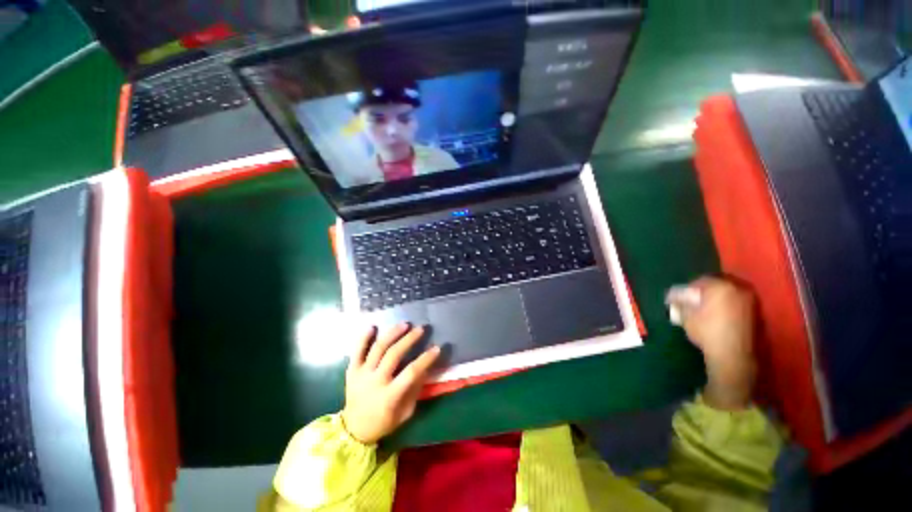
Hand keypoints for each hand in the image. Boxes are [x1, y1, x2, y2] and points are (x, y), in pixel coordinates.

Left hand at [341, 324, 440, 443]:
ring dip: (392, 334)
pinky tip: (373, 326)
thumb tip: (425, 367)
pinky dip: (363, 338)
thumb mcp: (405, 412)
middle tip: (420, 329)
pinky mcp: (351, 371)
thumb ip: (415, 390)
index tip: (437, 348)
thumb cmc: (383, 422)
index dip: (425, 359)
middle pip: (393, 355)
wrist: (353, 430)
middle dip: (409, 340)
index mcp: (389, 396)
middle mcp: (375, 382)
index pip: (410, 373)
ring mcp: (361, 374)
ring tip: (404, 324)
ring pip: (377, 348)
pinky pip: (357, 351)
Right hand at [666, 277, 756, 410]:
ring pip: (732, 292)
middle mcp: (739, 289)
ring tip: (709, 308)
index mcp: (720, 286)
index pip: (700, 280)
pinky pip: (740, 303)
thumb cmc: (707, 332)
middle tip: (695, 300)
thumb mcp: (686, 317)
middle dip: (706, 290)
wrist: (734, 356)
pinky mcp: (758, 313)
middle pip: (719, 283)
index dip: (688, 288)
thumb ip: (681, 303)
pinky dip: (730, 306)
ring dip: (720, 297)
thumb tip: (676, 298)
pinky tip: (722, 316)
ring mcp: (752, 301)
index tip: (681, 297)